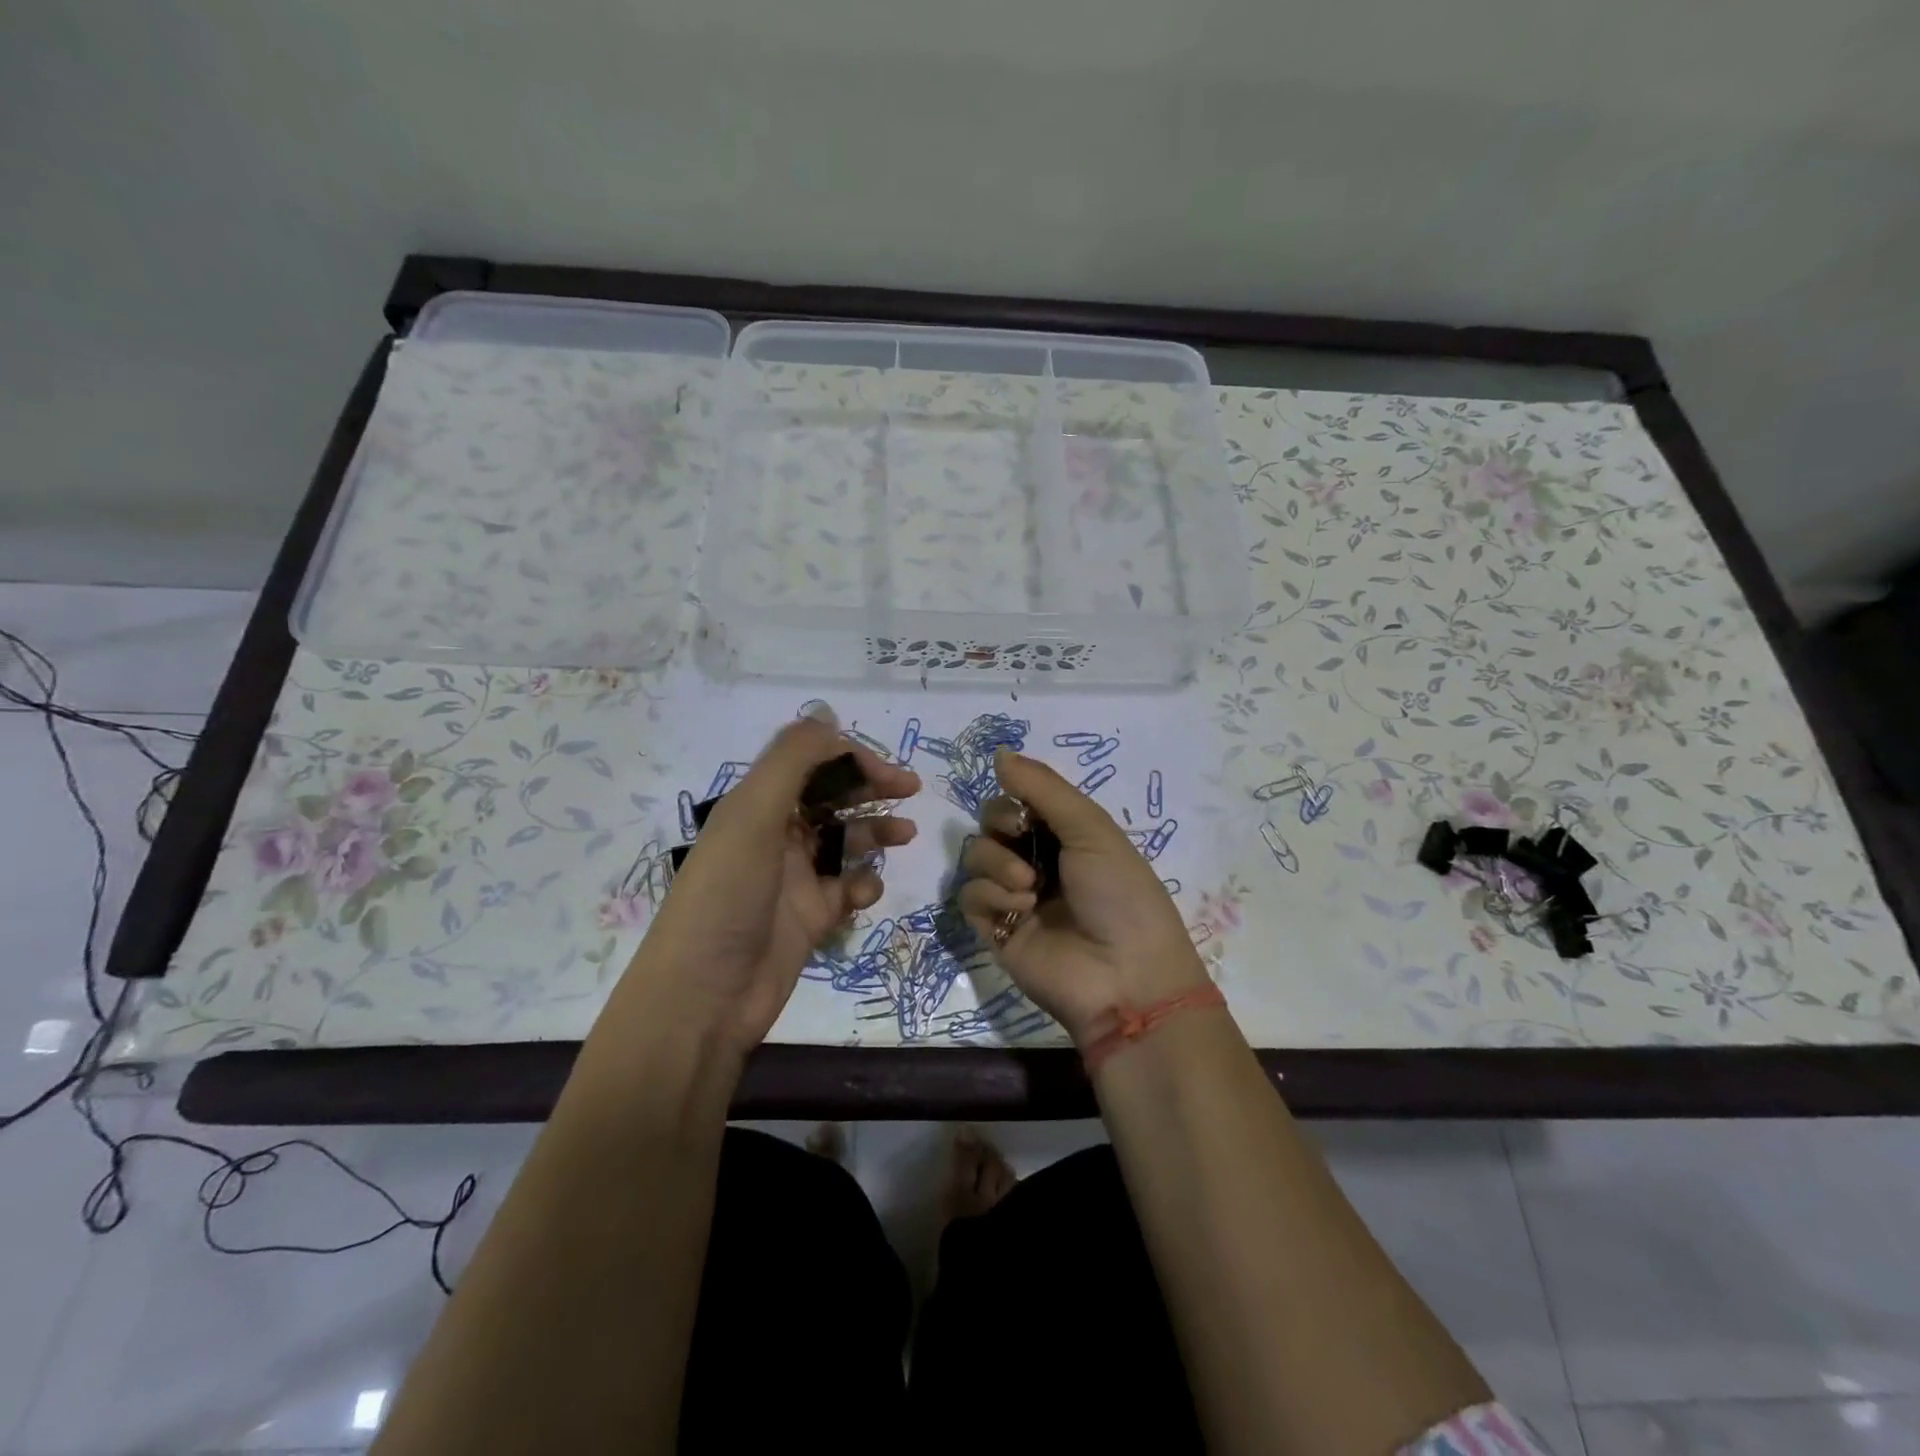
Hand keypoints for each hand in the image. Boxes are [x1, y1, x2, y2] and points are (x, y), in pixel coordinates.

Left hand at [613, 714, 919, 1054]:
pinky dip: (862, 885)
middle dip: (870, 789)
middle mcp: (775, 835)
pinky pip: (846, 888)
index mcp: (756, 805)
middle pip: (832, 798)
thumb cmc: (727, 895)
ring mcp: (794, 878)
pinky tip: (863, 894)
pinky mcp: (810, 917)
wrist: (704, 997)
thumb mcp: (752, 815)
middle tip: (911, 792)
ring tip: (906, 837)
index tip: (889, 773)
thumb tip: (826, 713)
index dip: (852, 759)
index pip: (812, 763)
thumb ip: (792, 760)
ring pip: (845, 841)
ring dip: (875, 834)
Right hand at [958, 748, 1207, 1044]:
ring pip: (976, 856)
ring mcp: (1014, 896)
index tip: (1025, 810)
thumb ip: (1042, 787)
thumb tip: (998, 752)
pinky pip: (969, 895)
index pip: (1020, 800)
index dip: (1015, 799)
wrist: (1124, 977)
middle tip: (1024, 844)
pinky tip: (1019, 912)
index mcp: (1066, 836)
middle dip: (1002, 828)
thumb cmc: (1119, 894)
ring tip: (1029, 889)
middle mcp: (1038, 861)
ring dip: (998, 865)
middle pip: (991, 824)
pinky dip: (990, 897)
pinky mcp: (995, 930)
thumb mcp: (1091, 828)